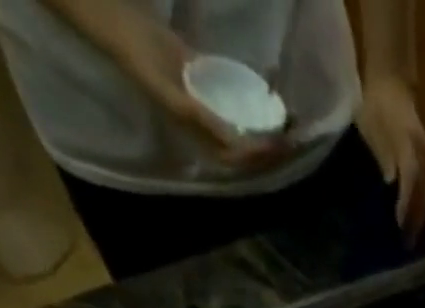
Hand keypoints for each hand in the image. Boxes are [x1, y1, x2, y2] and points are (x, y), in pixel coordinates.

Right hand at [111, 20, 292, 170]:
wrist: (128, 31)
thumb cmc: (145, 65)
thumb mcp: (172, 96)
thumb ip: (202, 120)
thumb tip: (234, 143)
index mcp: (202, 140)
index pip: (240, 159)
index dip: (261, 157)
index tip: (280, 146)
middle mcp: (211, 132)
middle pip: (248, 149)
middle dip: (272, 148)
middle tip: (296, 138)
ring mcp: (213, 112)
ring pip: (247, 128)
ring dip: (269, 129)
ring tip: (292, 124)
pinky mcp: (213, 91)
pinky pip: (240, 105)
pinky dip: (257, 107)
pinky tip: (273, 101)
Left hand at [356, 72, 424, 243]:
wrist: (391, 87)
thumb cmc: (376, 108)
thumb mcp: (372, 128)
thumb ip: (384, 156)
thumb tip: (390, 185)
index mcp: (409, 146)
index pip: (410, 180)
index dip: (406, 203)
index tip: (400, 224)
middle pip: (424, 193)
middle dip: (417, 218)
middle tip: (408, 244)